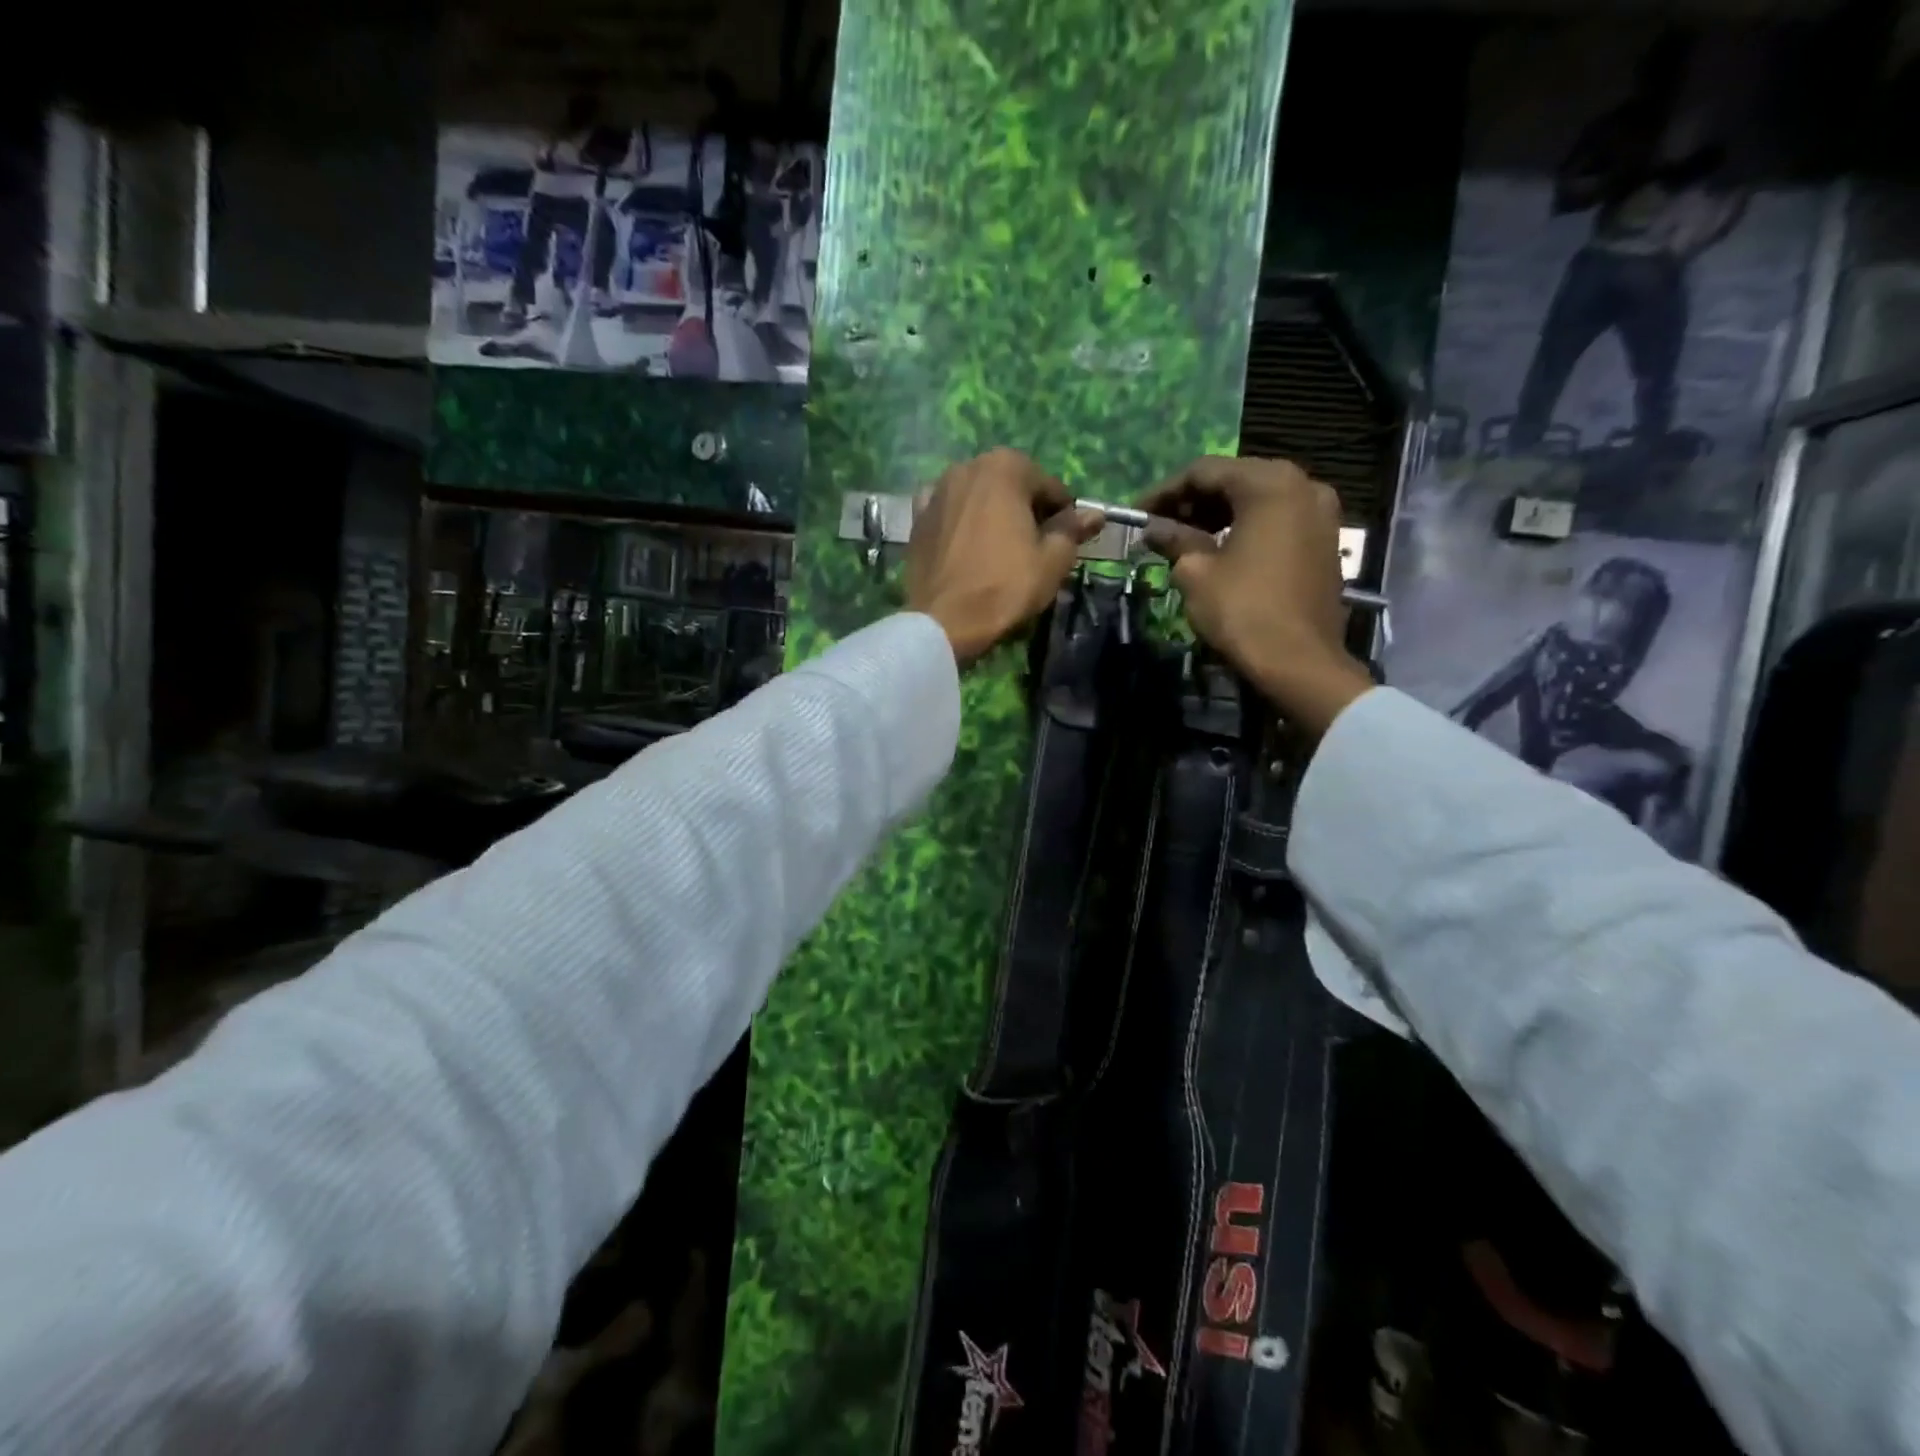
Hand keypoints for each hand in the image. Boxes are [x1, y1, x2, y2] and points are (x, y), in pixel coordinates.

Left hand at [907, 449, 1103, 664]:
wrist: (944, 621)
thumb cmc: (1005, 587)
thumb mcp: (1052, 560)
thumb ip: (1072, 530)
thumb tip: (1094, 515)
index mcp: (1005, 467)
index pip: (1049, 487)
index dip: (1062, 515)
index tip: (1065, 542)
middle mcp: (967, 467)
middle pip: (1011, 487)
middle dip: (1026, 511)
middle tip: (1034, 549)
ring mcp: (937, 491)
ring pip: (978, 499)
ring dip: (993, 516)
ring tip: (1001, 552)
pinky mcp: (916, 518)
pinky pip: (950, 515)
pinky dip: (962, 524)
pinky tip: (967, 549)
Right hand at [1139, 456, 1373, 737]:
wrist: (1300, 661)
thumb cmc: (1242, 610)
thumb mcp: (1196, 572)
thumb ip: (1174, 539)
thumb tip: (1153, 528)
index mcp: (1269, 483)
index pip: (1204, 471)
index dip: (1164, 491)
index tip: (1137, 513)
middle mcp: (1302, 485)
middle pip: (1235, 480)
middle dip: (1192, 501)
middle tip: (1159, 526)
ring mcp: (1320, 512)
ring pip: (1258, 499)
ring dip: (1217, 515)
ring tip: (1183, 539)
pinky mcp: (1325, 540)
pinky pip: (1277, 520)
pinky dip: (1245, 527)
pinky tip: (1218, 550)